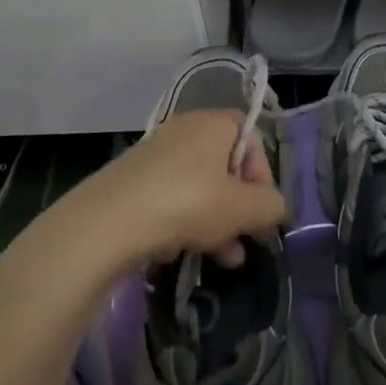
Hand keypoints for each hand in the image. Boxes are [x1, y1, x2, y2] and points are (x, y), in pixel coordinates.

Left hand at [80, 109, 286, 270]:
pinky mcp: (135, 182)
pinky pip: (173, 199)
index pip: (252, 138)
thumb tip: (276, 208)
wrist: (108, 222)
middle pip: (226, 167)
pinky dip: (186, 223)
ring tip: (224, 260)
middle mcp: (185, 131)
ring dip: (218, 223)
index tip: (263, 211)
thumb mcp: (242, 207)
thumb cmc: (188, 202)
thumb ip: (271, 206)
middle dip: (240, 207)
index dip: (263, 175)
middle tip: (248, 240)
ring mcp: (157, 156)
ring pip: (200, 187)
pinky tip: (184, 254)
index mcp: (213, 123)